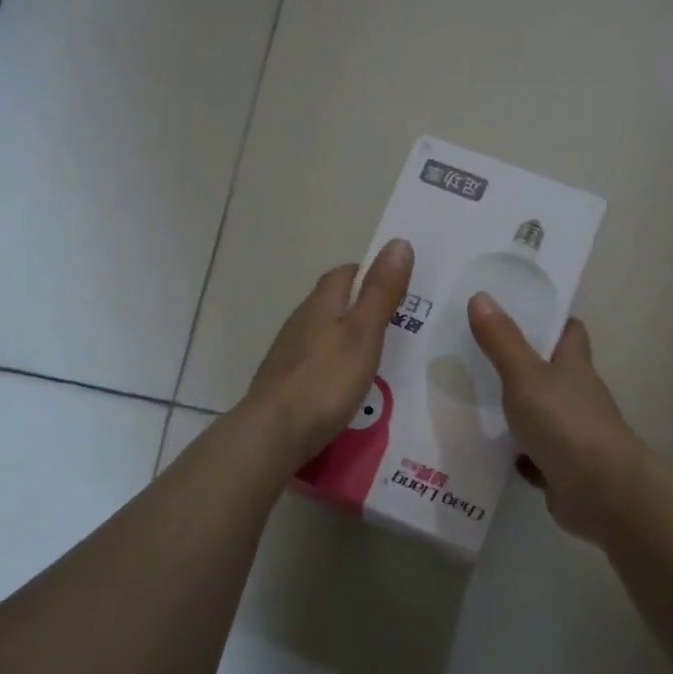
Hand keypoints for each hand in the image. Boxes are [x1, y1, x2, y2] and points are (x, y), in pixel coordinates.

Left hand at [246, 239, 413, 461]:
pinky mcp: (284, 381)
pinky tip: (346, 386)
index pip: (344, 273)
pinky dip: (334, 366)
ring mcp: (288, 352)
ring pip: (323, 333)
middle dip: (360, 308)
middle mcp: (300, 321)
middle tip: (395, 326)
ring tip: (375, 358)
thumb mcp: (364, 333)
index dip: (369, 274)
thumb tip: (398, 242)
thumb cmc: (326, 379)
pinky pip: (315, 362)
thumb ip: (381, 292)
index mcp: (321, 304)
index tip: (395, 288)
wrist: (274, 431)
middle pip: (332, 303)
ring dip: (346, 338)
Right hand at [468, 295, 648, 548]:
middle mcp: (578, 396)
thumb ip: (502, 341)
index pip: (569, 331)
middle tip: (479, 354)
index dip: (550, 320)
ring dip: (517, 411)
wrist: (600, 491)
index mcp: (574, 366)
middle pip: (552, 372)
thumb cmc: (565, 422)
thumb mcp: (525, 376)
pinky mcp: (563, 468)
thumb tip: (481, 295)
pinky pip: (536, 455)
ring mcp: (573, 434)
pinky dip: (518, 453)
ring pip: (542, 414)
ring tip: (473, 400)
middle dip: (523, 364)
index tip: (519, 312)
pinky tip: (490, 450)